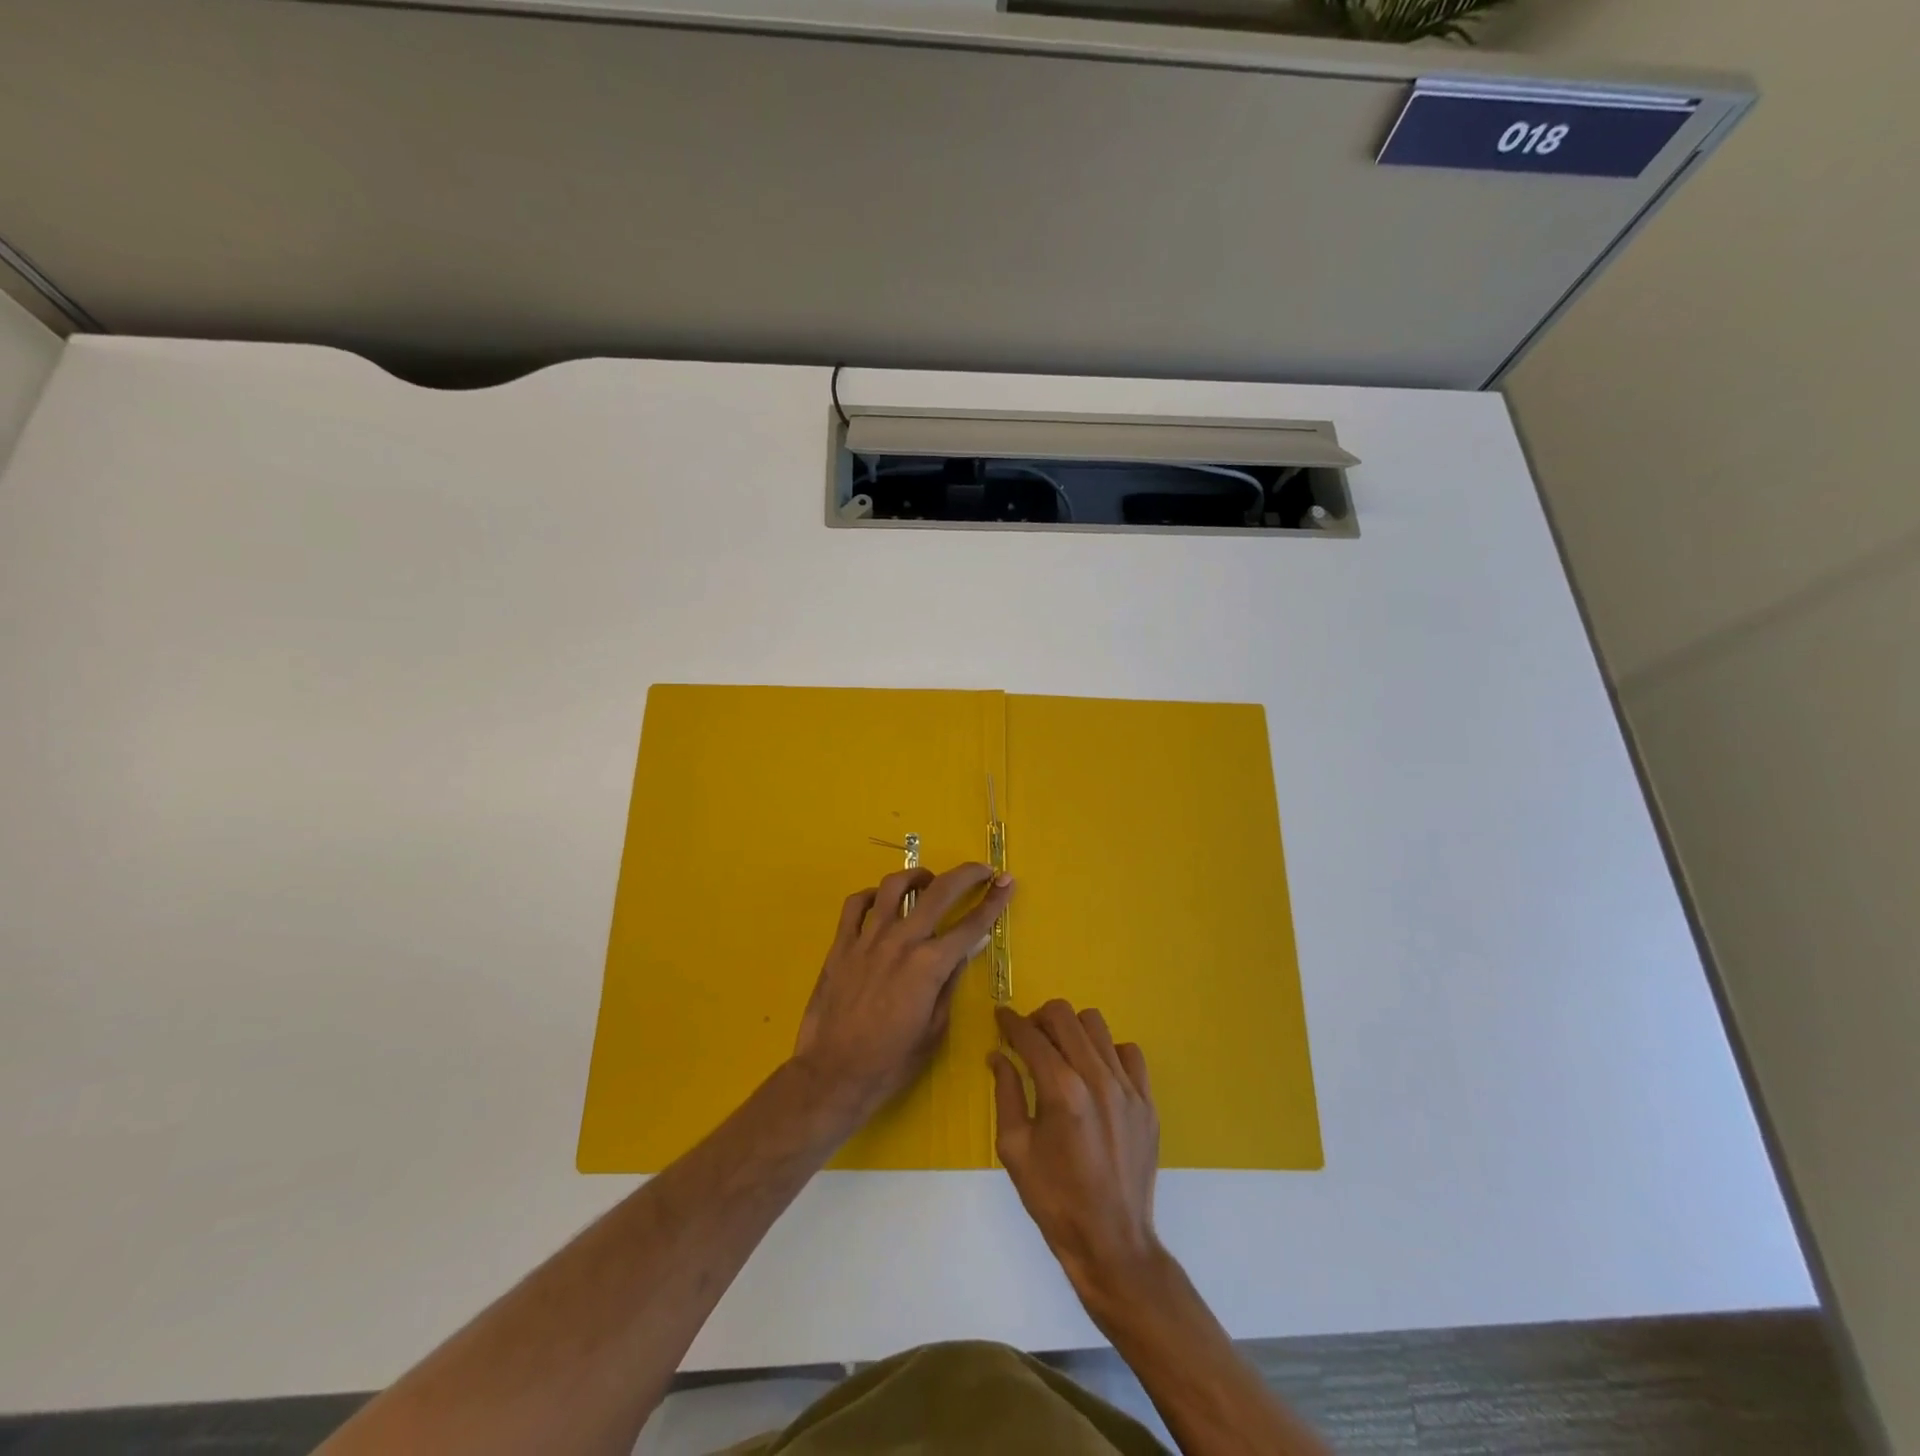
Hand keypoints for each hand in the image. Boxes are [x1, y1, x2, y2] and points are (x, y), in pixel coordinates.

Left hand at [793, 863, 1014, 1134]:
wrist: (833, 1075)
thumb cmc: (891, 1062)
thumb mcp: (935, 1029)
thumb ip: (950, 982)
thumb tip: (966, 950)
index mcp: (930, 965)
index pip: (972, 924)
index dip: (994, 900)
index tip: (1007, 881)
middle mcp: (901, 941)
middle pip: (940, 891)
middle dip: (967, 875)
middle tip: (982, 870)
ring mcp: (867, 939)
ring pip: (894, 886)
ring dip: (917, 876)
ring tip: (928, 880)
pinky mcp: (841, 944)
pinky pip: (856, 904)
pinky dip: (873, 895)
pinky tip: (882, 901)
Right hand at [991, 1001, 1161, 1301]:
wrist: (1112, 1242)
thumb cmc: (1055, 1199)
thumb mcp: (1014, 1149)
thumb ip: (1006, 1093)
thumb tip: (998, 1055)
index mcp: (1061, 1090)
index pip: (1030, 1036)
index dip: (1010, 1021)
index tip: (1001, 1017)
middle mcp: (1097, 1077)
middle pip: (1064, 1016)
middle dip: (1039, 1018)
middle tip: (1028, 1036)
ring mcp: (1128, 1087)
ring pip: (1097, 1025)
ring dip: (1072, 1030)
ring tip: (1062, 1052)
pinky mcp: (1147, 1101)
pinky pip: (1129, 1052)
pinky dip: (1108, 1052)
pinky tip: (1096, 1073)